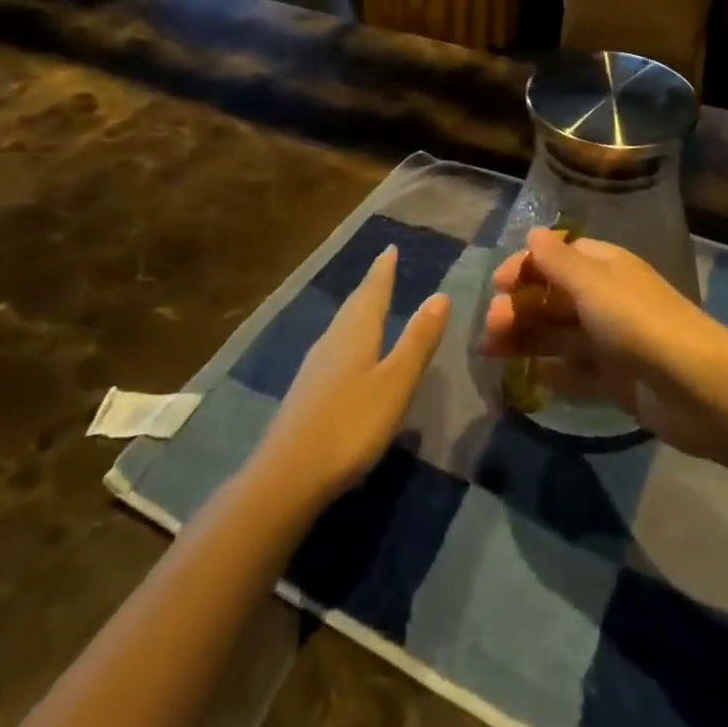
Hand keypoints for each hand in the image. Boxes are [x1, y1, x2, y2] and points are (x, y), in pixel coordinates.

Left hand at [254, 247, 449, 506]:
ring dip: (357, 311)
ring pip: (341, 327)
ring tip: (368, 303)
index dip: (383, 271)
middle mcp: (332, 341)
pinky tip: (347, 353)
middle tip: (382, 269)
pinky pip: (333, 348)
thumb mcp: (395, 383)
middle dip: (370, 287)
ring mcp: (314, 368)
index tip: (389, 248)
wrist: (287, 478)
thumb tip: (440, 295)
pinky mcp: (306, 393)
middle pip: (354, 306)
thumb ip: (417, 341)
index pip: (372, 292)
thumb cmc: (350, 425)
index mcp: (355, 333)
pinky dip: (348, 337)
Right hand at [479, 229, 727, 456]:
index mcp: (606, 267)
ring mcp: (613, 341)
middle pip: (555, 297)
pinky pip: (577, 372)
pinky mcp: (617, 380)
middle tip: (491, 327)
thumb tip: (533, 233)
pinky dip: (554, 372)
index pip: (559, 256)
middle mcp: (608, 299)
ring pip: (561, 334)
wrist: (696, 386)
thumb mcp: (592, 283)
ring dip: (527, 338)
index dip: (527, 266)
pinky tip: (529, 378)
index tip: (498, 284)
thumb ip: (558, 261)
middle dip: (521, 306)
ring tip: (490, 351)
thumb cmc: (637, 322)